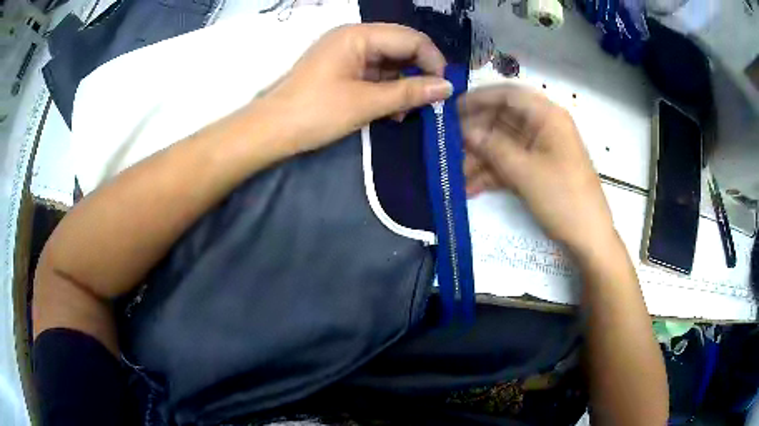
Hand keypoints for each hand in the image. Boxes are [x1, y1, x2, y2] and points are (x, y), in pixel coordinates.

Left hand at [261, 23, 452, 152]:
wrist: (271, 131)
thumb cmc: (315, 112)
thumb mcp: (366, 102)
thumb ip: (409, 92)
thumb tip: (447, 87)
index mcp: (359, 35)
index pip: (411, 38)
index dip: (433, 61)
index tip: (445, 89)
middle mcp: (355, 38)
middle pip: (401, 48)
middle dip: (420, 73)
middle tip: (432, 101)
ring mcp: (347, 54)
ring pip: (390, 62)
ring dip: (405, 85)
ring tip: (411, 112)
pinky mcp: (343, 70)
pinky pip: (375, 74)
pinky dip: (388, 90)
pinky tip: (394, 112)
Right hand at [460, 85, 615, 256]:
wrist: (589, 237)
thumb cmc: (563, 198)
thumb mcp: (525, 171)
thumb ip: (493, 147)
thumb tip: (465, 131)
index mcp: (547, 116)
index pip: (508, 95)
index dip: (478, 99)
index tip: (451, 110)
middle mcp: (543, 127)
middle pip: (502, 121)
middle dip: (475, 136)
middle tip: (447, 148)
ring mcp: (540, 150)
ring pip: (503, 145)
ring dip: (480, 160)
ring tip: (455, 177)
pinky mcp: (537, 169)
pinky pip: (510, 164)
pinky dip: (492, 174)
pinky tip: (470, 189)